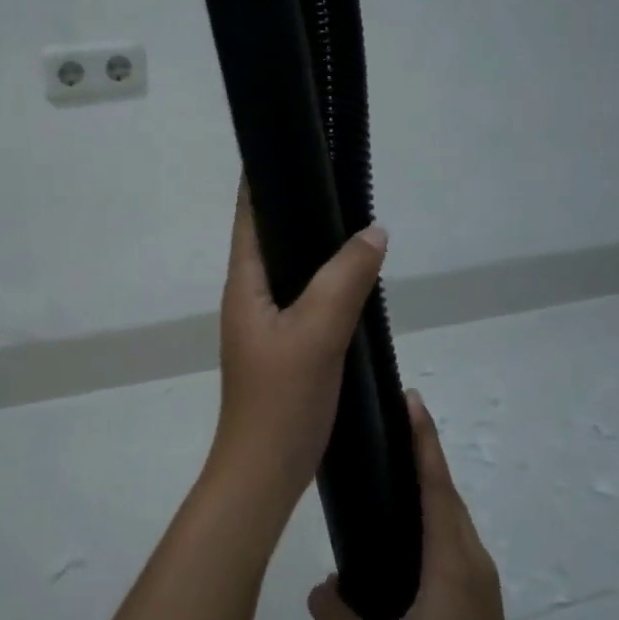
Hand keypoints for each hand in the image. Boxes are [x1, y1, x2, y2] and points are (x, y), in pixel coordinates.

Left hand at [207, 180, 388, 510]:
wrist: (265, 472)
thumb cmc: (282, 400)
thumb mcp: (317, 333)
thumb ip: (345, 278)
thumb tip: (374, 230)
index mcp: (244, 285)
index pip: (248, 216)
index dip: (262, 180)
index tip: (291, 147)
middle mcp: (249, 298)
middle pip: (271, 239)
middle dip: (299, 209)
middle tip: (340, 181)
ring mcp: (265, 325)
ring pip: (292, 272)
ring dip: (317, 249)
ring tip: (354, 224)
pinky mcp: (283, 349)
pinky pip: (305, 301)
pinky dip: (327, 284)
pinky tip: (355, 284)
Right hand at [306, 391, 535, 619]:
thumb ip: (335, 615)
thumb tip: (321, 586)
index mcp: (450, 561)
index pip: (436, 484)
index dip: (423, 440)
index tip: (411, 400)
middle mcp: (470, 558)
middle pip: (446, 490)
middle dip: (422, 450)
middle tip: (390, 420)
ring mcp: (479, 578)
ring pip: (450, 515)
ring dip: (428, 482)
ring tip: (392, 462)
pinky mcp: (477, 596)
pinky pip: (451, 537)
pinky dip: (431, 512)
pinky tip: (403, 525)